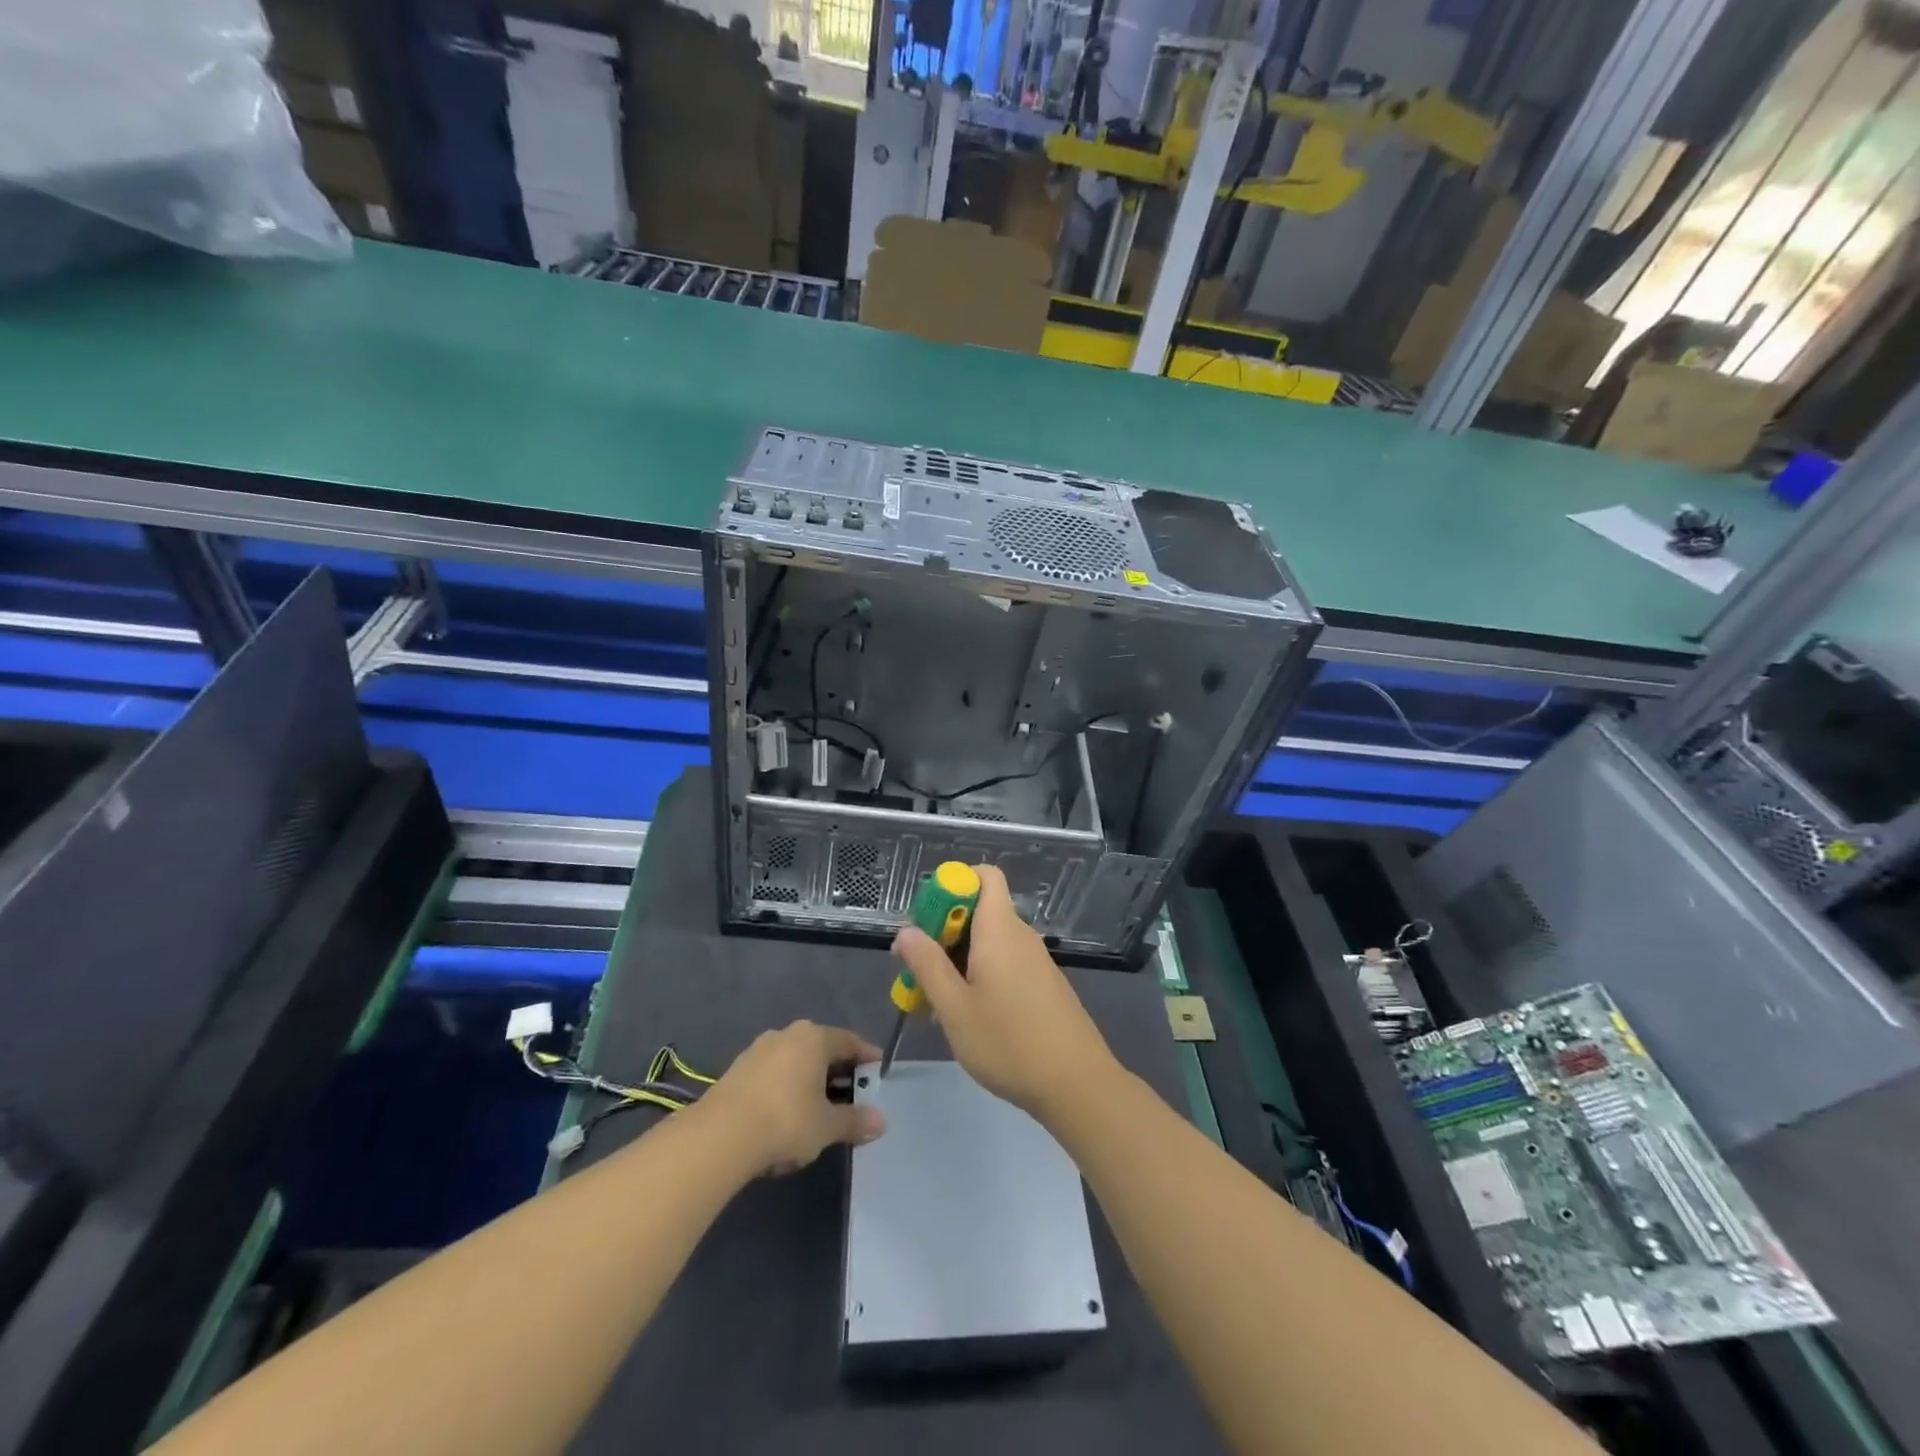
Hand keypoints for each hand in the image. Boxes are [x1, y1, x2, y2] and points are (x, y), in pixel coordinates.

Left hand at [697, 1021, 886, 1176]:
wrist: (720, 1135)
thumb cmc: (786, 1120)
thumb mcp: (827, 1126)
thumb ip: (854, 1121)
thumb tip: (881, 1121)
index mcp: (814, 1037)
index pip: (849, 1041)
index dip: (866, 1056)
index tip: (878, 1071)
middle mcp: (787, 1034)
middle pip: (821, 1049)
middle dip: (837, 1071)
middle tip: (852, 1094)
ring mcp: (759, 1050)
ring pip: (795, 1061)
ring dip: (809, 1080)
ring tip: (818, 1107)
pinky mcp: (737, 1070)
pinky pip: (773, 1074)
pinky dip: (786, 1088)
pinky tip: (786, 1114)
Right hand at [891, 864, 1117, 1121]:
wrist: (1076, 1084)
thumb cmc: (1008, 1042)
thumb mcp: (955, 1008)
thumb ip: (927, 965)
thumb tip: (906, 931)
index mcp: (999, 929)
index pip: (984, 875)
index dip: (953, 885)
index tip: (926, 919)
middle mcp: (1020, 936)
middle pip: (980, 910)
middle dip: (944, 931)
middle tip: (918, 970)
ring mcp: (1035, 961)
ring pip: (989, 942)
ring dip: (958, 959)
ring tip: (935, 1002)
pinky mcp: (1043, 985)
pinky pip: (1004, 963)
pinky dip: (980, 975)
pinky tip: (967, 1016)